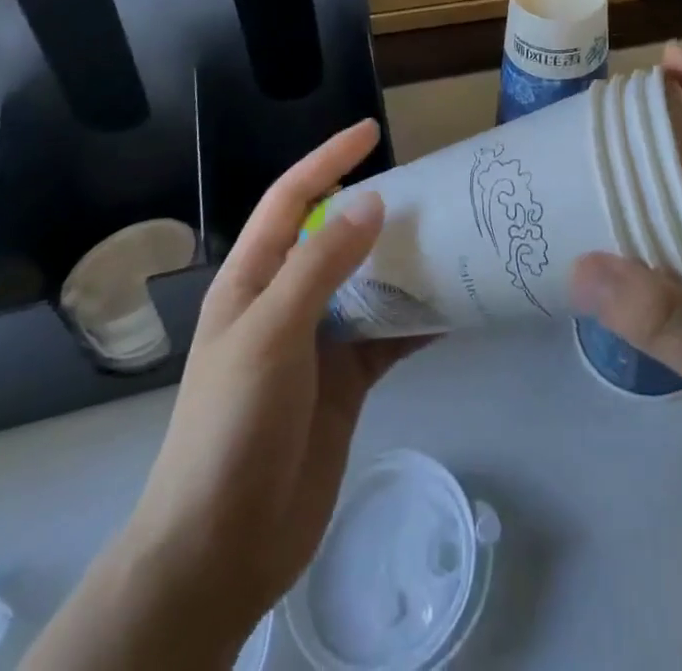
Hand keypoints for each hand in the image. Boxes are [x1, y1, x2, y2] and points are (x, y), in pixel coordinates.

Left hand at [28, 120, 423, 670]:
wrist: (222, 548)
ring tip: (456, 237)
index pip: (291, 200)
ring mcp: (319, 343)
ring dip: (406, 263)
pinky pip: (390, 335)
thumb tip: (373, 202)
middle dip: (379, 210)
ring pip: (370, 284)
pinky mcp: (348, 380)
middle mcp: (287, 301)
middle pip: (336, 237)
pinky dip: (421, 320)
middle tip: (433, 188)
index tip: (371, 132)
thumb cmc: (232, 425)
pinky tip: (458, 307)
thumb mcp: (271, 332)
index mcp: (253, 279)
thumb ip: (321, 265)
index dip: (327, 161)